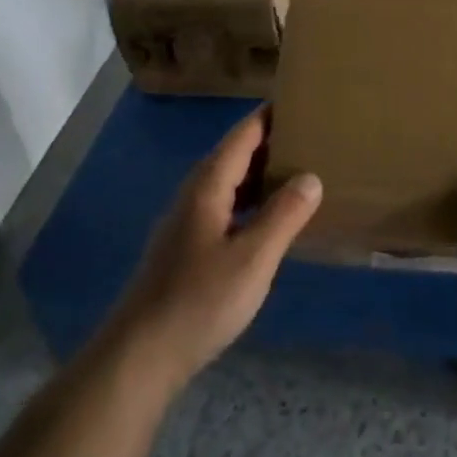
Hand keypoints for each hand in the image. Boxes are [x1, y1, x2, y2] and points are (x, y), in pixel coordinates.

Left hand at [108, 108, 320, 390]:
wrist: (141, 354)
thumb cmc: (200, 300)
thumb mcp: (253, 258)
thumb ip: (284, 214)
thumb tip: (311, 176)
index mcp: (208, 186)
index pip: (243, 136)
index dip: (270, 116)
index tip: (303, 101)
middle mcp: (195, 195)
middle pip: (235, 155)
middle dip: (272, 141)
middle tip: (314, 135)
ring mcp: (188, 222)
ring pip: (231, 183)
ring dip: (263, 173)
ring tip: (302, 170)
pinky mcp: (188, 247)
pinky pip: (227, 207)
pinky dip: (253, 201)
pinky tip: (273, 218)